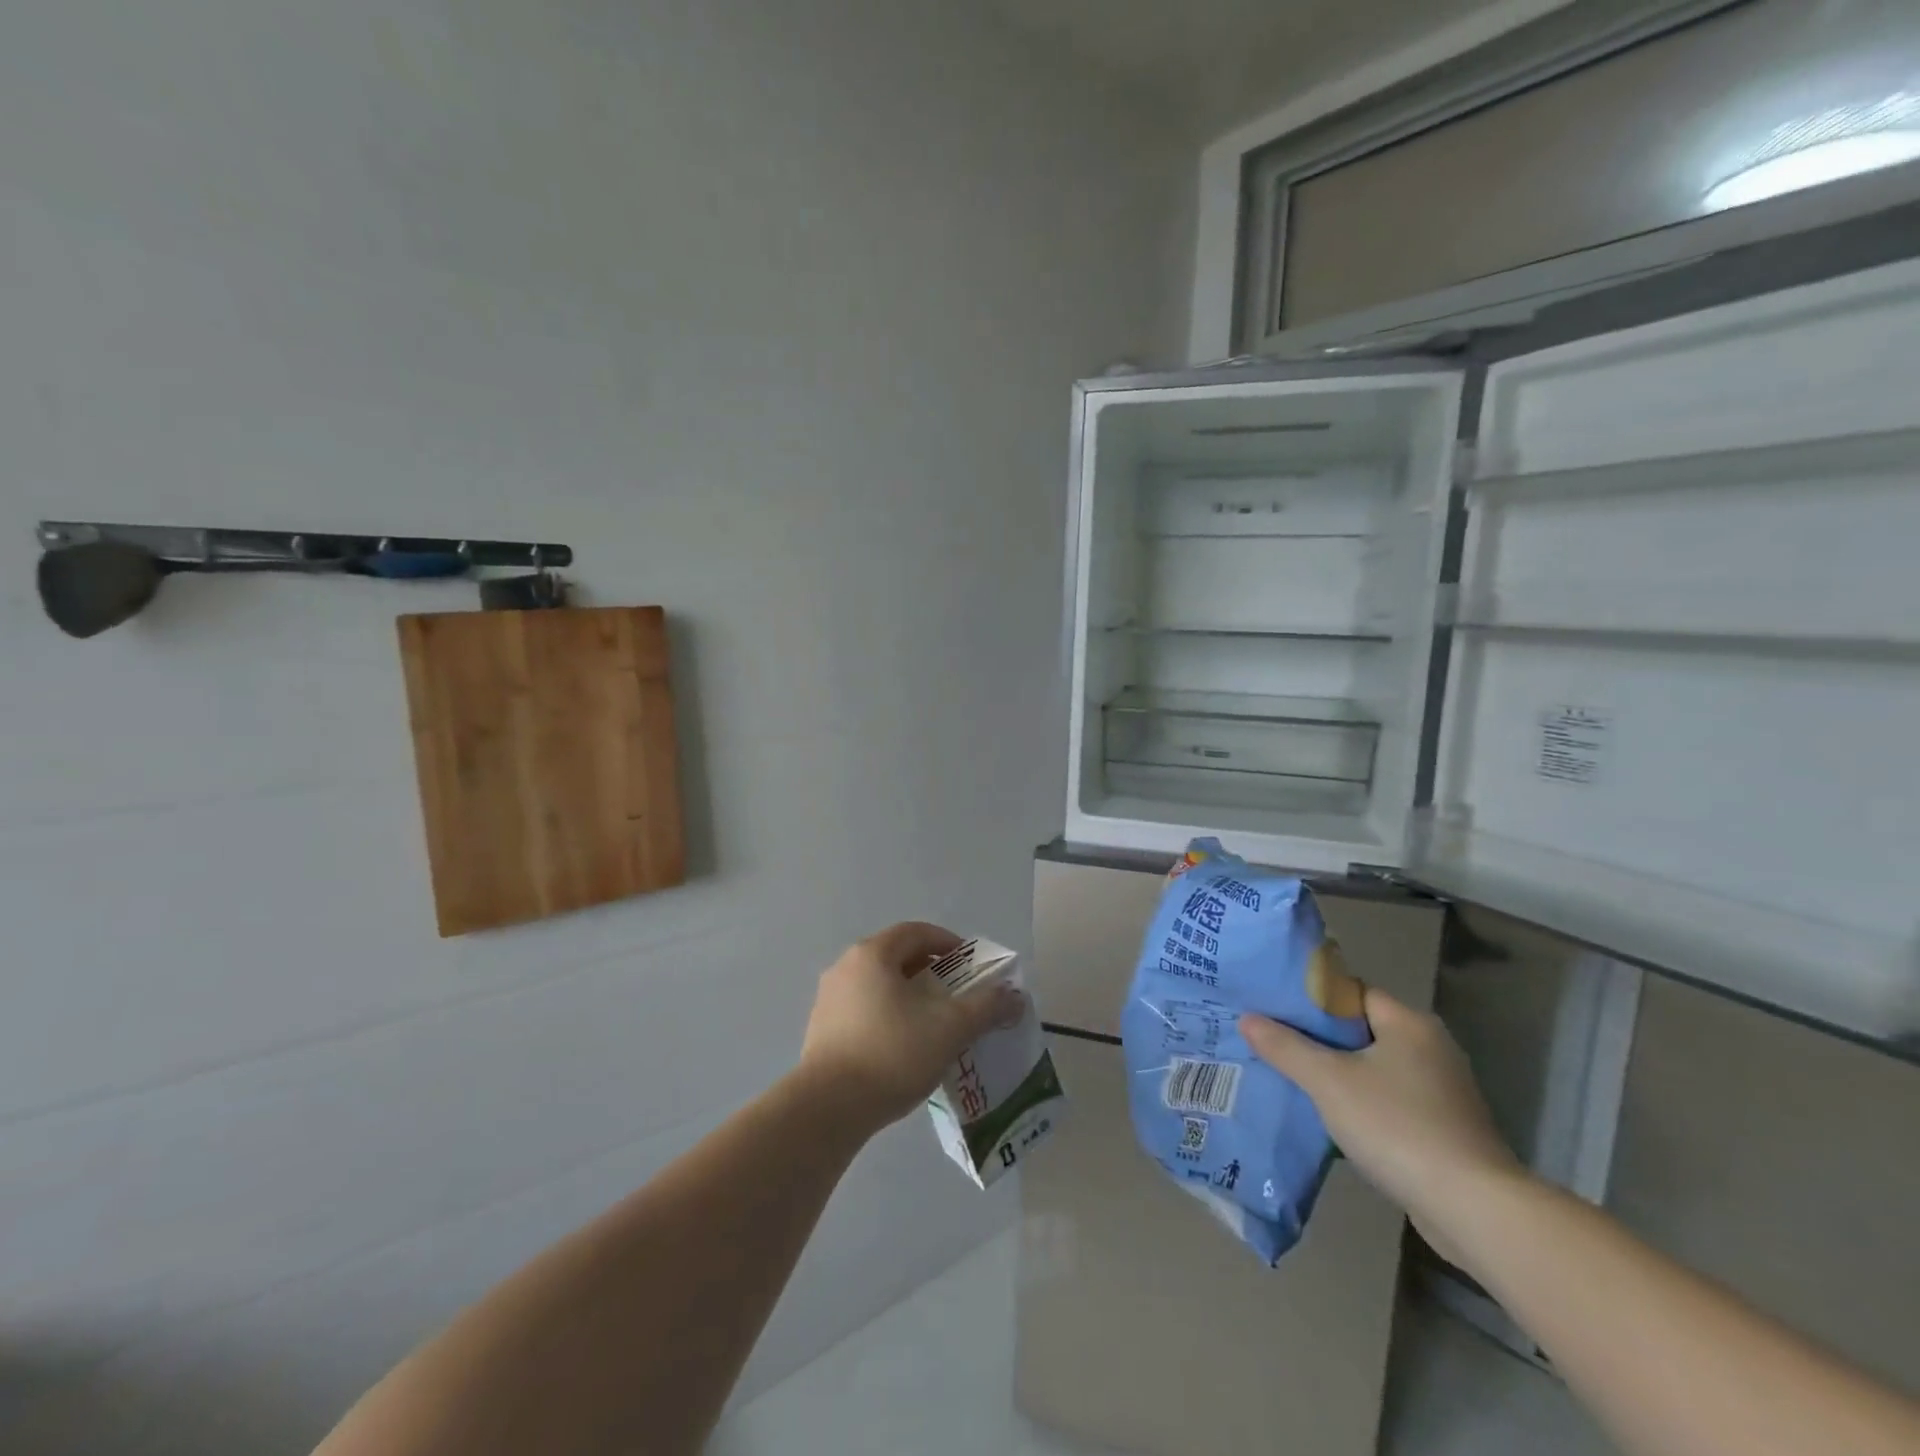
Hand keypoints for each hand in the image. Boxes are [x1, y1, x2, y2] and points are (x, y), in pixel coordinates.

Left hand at [798, 922, 1025, 1137]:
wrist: (828, 1108)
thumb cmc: (892, 1053)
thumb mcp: (950, 1028)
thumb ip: (986, 1008)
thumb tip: (1015, 997)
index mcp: (872, 954)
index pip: (915, 932)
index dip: (948, 943)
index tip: (971, 966)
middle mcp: (845, 967)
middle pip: (896, 957)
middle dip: (931, 972)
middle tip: (957, 995)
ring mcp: (828, 999)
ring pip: (879, 985)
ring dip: (909, 996)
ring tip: (934, 1024)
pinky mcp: (821, 1031)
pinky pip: (863, 1010)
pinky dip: (888, 1017)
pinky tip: (904, 1048)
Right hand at [1240, 988, 1522, 1260]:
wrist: (1474, 1209)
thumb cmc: (1398, 1126)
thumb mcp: (1328, 1082)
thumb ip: (1286, 1047)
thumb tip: (1248, 1018)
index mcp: (1409, 1023)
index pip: (1351, 992)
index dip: (1311, 998)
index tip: (1274, 1007)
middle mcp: (1431, 1048)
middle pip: (1361, 1029)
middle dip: (1318, 1038)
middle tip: (1273, 1041)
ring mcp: (1443, 1091)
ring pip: (1374, 1068)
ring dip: (1338, 1074)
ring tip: (1292, 1078)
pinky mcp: (1445, 1128)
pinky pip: (1390, 1100)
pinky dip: (1361, 1104)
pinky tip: (1330, 1118)